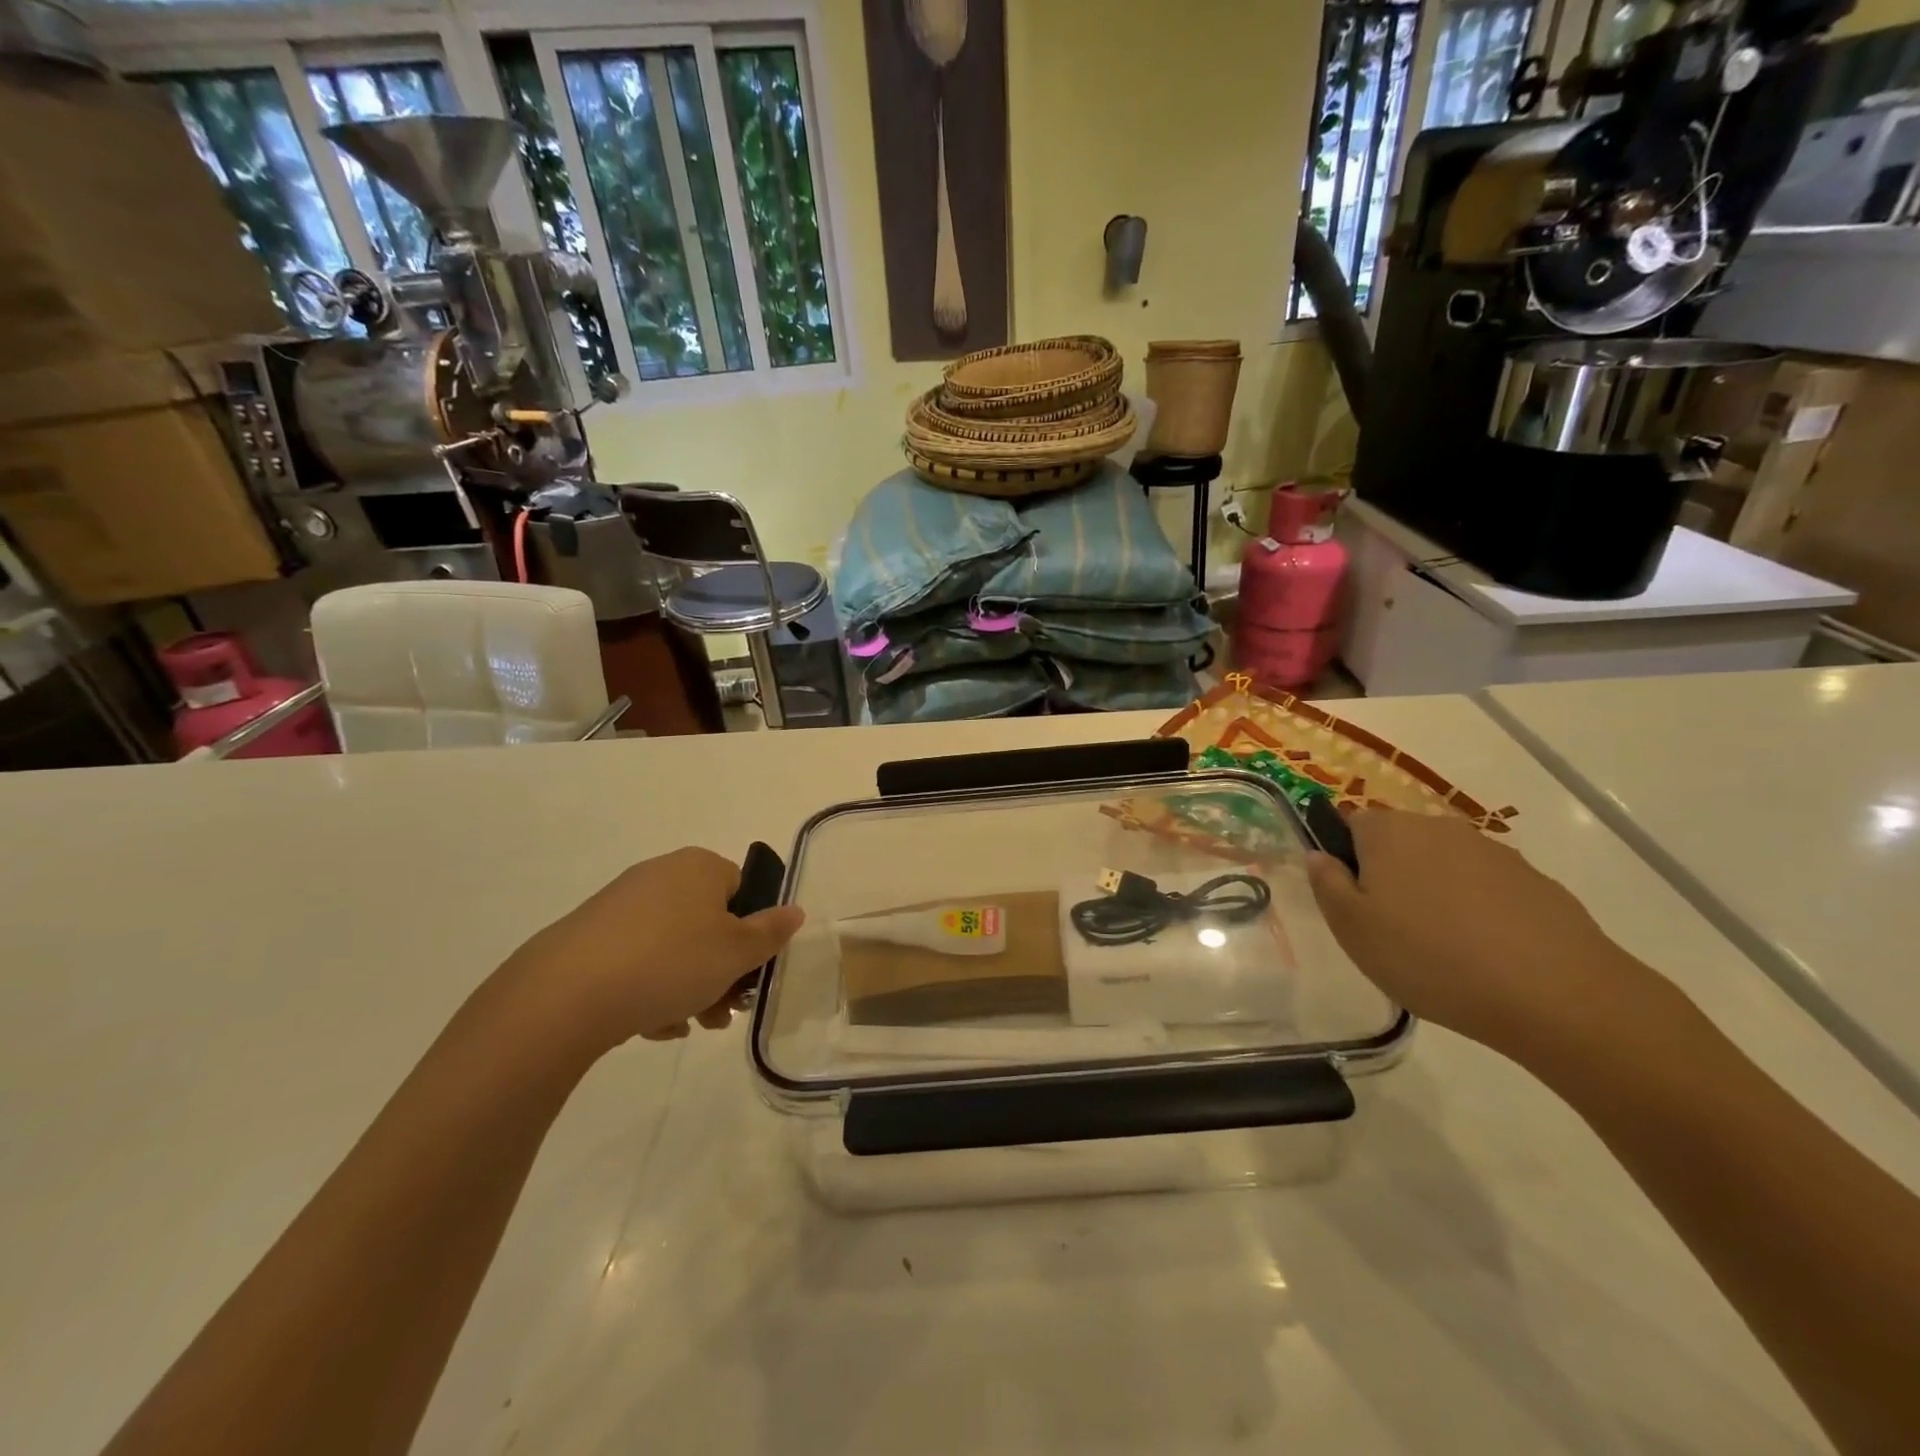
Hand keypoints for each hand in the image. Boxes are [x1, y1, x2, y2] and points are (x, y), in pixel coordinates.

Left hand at [500, 847, 804, 1053]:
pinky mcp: (589, 939)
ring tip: (688, 1025)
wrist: (565, 995)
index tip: (750, 972)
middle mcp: (660, 875)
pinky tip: (650, 1025)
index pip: (743, 890)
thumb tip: (795, 909)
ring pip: (674, 948)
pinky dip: (650, 990)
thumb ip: (772, 931)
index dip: (752, 932)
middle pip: (708, 923)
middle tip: (724, 1010)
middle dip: (722, 970)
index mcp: (699, 867)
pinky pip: (637, 962)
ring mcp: (620, 906)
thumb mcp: (737, 951)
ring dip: (690, 987)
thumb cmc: (670, 962)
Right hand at [1305, 809, 1666, 1063]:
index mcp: (1387, 832)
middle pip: (1399, 842)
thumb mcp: (1352, 929)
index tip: (1353, 901)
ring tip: (1442, 948)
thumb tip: (1319, 855)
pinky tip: (1486, 953)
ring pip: (1444, 865)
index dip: (1345, 858)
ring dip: (1435, 892)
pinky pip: (1488, 888)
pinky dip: (1479, 910)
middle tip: (1392, 929)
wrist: (1556, 994)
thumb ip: (1326, 883)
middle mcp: (1438, 827)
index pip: (1350, 823)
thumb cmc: (1429, 957)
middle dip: (1391, 875)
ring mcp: (1492, 851)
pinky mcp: (1535, 881)